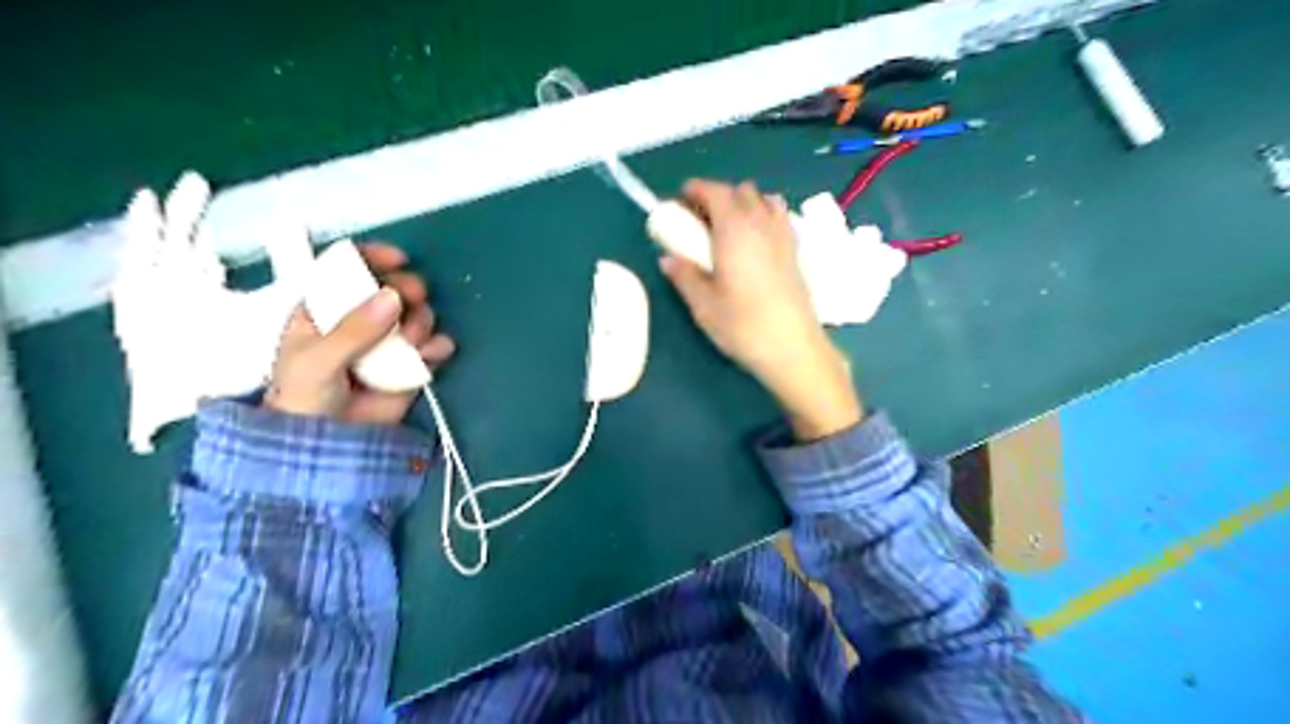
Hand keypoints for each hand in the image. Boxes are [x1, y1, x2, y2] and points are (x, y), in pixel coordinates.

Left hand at [264, 243, 455, 423]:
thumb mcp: (318, 361)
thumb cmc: (305, 398)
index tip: (398, 259)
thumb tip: (393, 296)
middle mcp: (361, 320)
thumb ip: (353, 330)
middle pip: (393, 288)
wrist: (327, 445)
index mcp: (326, 309)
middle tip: (412, 300)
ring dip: (422, 322)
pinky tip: (433, 354)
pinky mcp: (411, 365)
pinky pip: (435, 345)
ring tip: (412, 343)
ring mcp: (389, 342)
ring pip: (418, 314)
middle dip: (408, 290)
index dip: (373, 258)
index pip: (349, 269)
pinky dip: (439, 345)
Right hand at [659, 182, 859, 439]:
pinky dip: (763, 216)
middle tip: (699, 220)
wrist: (793, 348)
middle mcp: (761, 224)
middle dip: (718, 196)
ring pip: (764, 200)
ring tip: (728, 229)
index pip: (716, 192)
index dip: (696, 190)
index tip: (681, 199)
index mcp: (734, 230)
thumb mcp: (703, 305)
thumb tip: (668, 259)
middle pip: (741, 191)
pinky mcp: (796, 252)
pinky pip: (779, 217)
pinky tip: (754, 243)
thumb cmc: (743, 326)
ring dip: (744, 204)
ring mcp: (783, 236)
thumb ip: (684, 276)